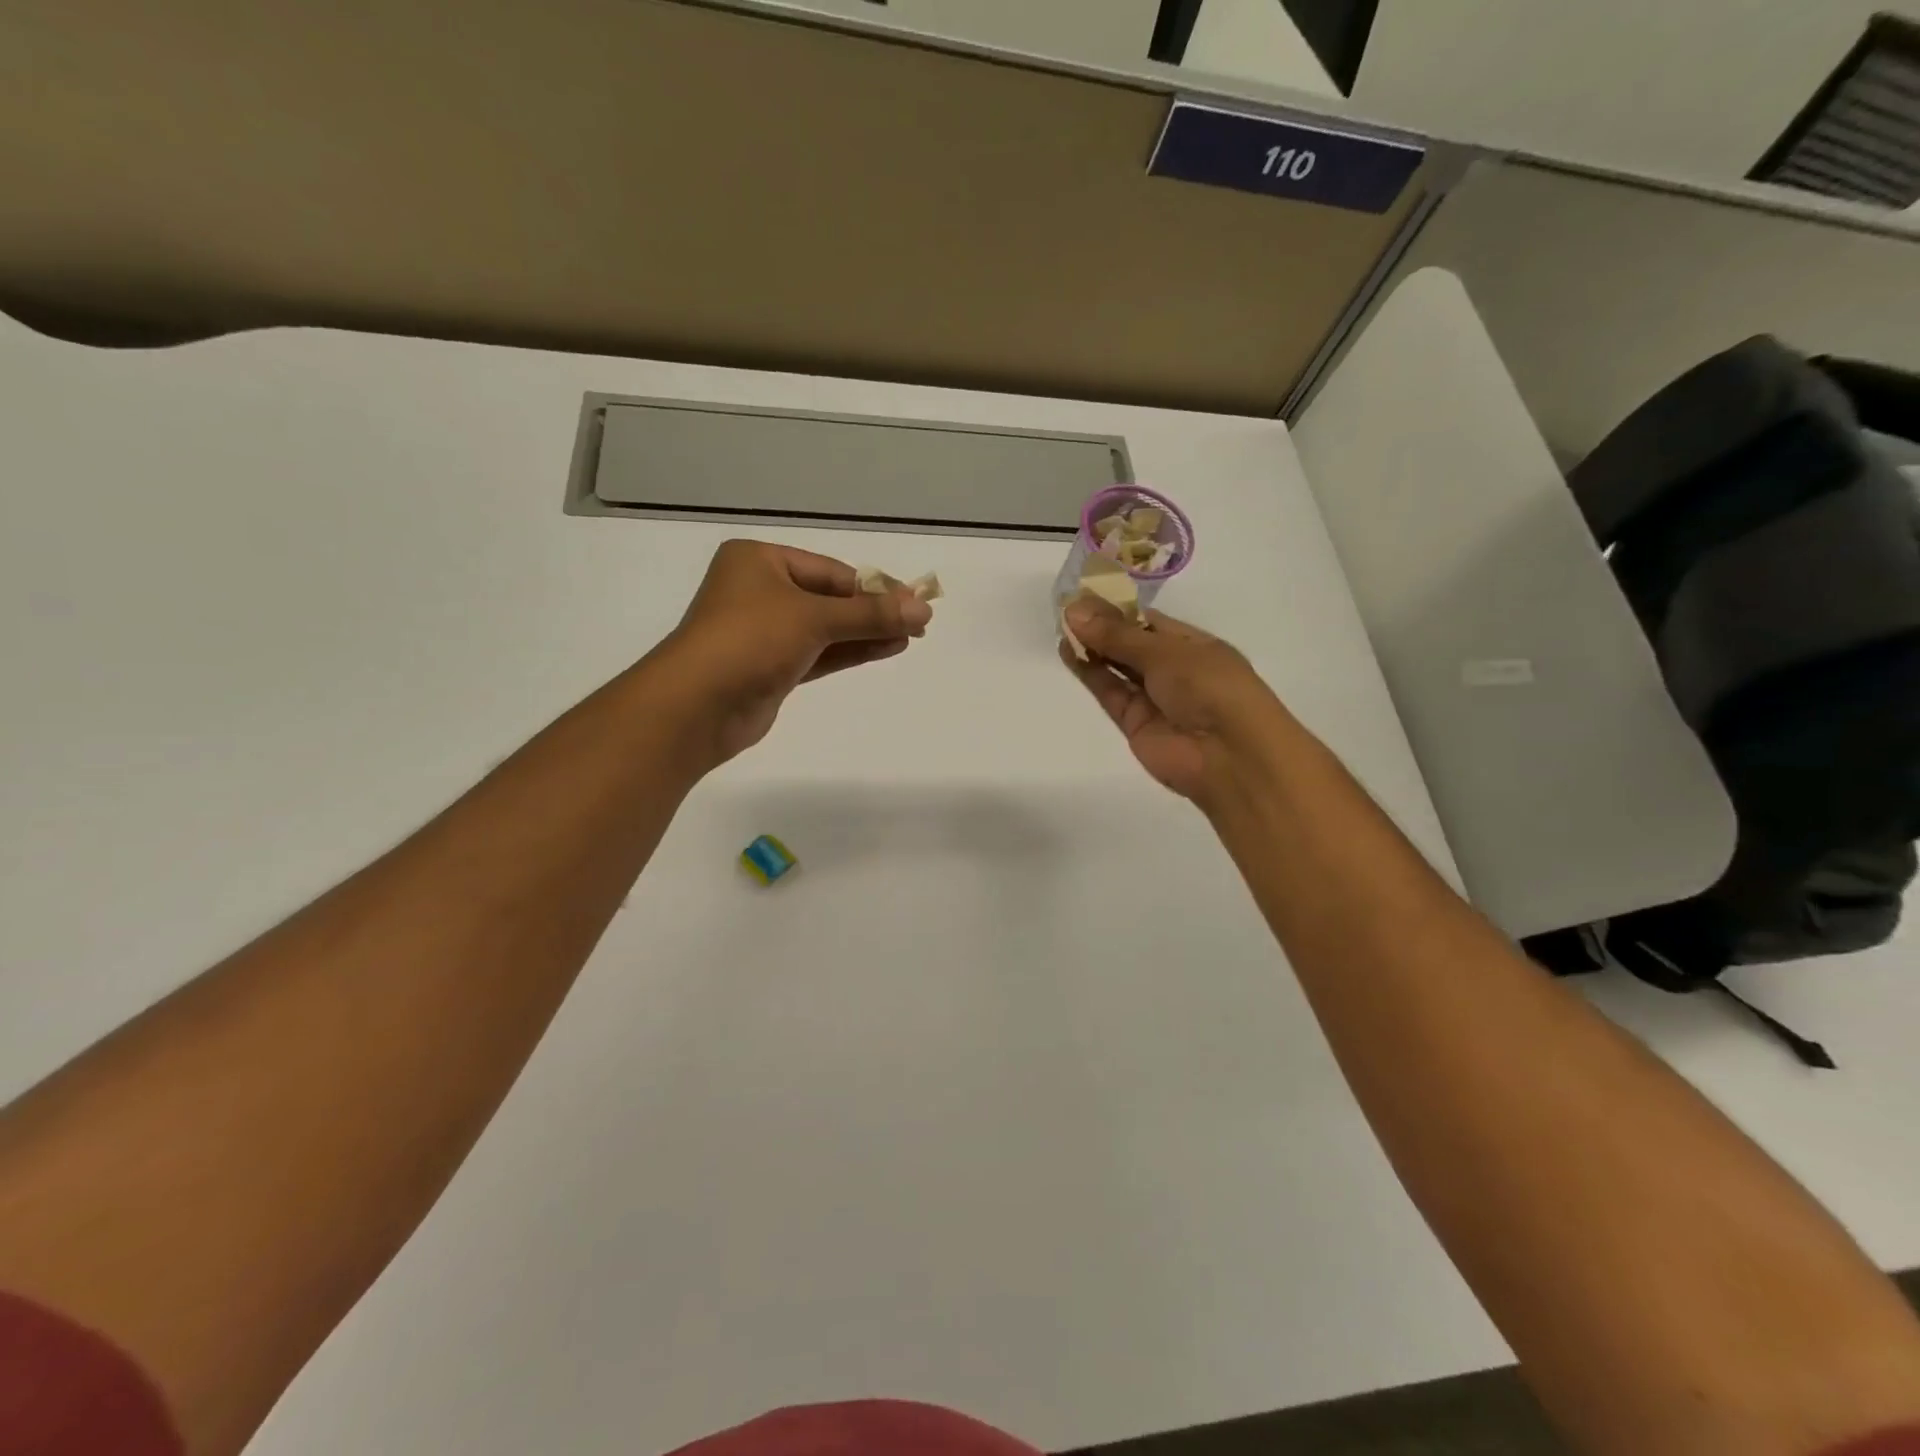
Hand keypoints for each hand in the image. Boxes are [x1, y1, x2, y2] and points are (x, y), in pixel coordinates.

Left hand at [651, 539, 932, 766]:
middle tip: (919, 622)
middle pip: (829, 598)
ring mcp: (763, 632)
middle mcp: (759, 591)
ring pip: (825, 628)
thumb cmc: (750, 640)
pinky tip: (886, 648)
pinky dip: (849, 651)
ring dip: (866, 632)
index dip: (875, 586)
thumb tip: (924, 609)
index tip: (915, 601)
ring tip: (911, 636)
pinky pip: (818, 653)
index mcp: (759, 562)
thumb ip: (870, 614)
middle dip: (873, 611)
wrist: (697, 706)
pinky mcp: (770, 668)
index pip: (830, 571)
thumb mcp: (814, 618)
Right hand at [1060, 598, 1288, 808]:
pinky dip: (1090, 673)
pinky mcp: (1134, 723)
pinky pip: (1110, 692)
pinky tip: (1068, 652)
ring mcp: (1154, 698)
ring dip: (1092, 648)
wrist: (1228, 756)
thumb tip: (1074, 611)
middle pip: (1131, 644)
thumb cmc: (1210, 687)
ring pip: (1117, 668)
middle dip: (1101, 627)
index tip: (1083, 596)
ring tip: (1061, 627)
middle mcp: (1175, 669)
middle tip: (1065, 609)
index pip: (1150, 621)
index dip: (1118, 609)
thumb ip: (1117, 635)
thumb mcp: (1165, 651)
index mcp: (1194, 645)